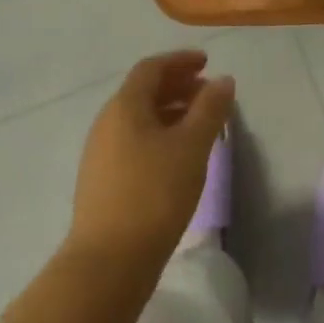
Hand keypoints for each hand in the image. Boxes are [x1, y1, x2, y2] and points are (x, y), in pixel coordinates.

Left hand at [68, 50, 234, 269]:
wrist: (109, 261)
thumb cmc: (155, 193)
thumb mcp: (192, 147)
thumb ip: (210, 109)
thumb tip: (222, 80)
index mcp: (124, 107)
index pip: (151, 68)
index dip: (180, 61)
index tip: (207, 63)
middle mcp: (107, 123)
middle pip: (143, 92)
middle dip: (177, 86)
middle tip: (208, 92)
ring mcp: (101, 153)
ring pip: (139, 119)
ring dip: (170, 112)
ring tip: (201, 125)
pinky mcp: (103, 180)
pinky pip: (134, 141)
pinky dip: (160, 135)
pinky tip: (179, 156)